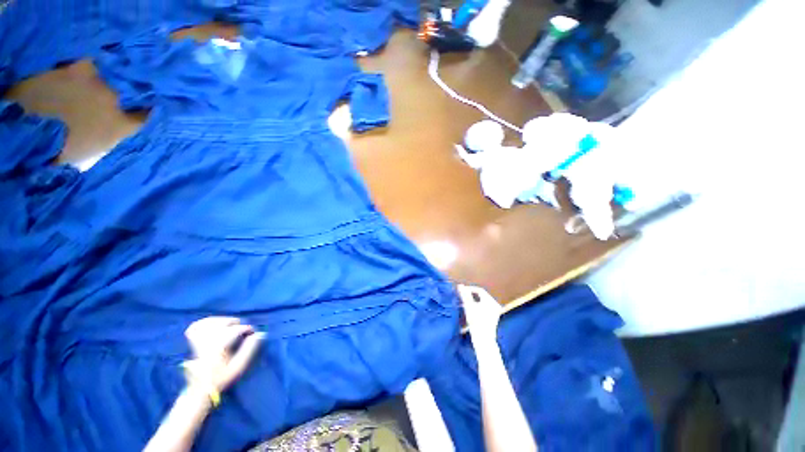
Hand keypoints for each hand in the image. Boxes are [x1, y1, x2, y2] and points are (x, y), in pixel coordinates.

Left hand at [184, 317, 263, 392]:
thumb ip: (249, 349)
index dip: (247, 328)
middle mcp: (207, 342)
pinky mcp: (192, 344)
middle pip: (223, 323)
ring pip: (210, 322)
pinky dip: (204, 322)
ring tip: (230, 324)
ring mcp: (198, 342)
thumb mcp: (238, 366)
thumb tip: (260, 334)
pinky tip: (212, 323)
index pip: (235, 330)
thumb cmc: (221, 378)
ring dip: (222, 320)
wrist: (200, 389)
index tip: (253, 333)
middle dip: (235, 323)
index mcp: (218, 347)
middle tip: (242, 329)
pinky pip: (195, 327)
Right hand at [459, 285, 502, 340]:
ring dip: (472, 302)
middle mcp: (494, 305)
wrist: (483, 340)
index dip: (469, 289)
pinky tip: (470, 312)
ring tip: (464, 305)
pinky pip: (484, 309)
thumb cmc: (476, 322)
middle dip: (470, 296)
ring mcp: (495, 312)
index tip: (461, 292)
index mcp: (490, 301)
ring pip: (481, 303)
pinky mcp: (493, 319)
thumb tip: (460, 285)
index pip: (479, 290)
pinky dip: (476, 308)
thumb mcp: (469, 306)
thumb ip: (464, 294)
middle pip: (481, 296)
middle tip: (461, 298)